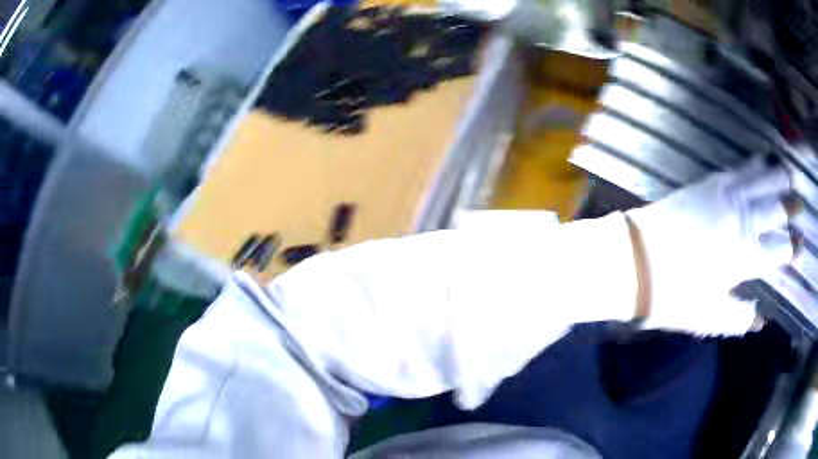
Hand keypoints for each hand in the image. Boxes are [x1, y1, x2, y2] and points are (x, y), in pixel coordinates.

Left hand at [627, 159, 793, 335]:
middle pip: (775, 208)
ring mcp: (725, 196)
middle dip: (791, 205)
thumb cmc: (672, 295)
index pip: (780, 250)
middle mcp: (742, 220)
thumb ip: (739, 318)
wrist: (634, 260)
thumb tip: (762, 320)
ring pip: (760, 181)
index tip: (802, 244)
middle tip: (801, 202)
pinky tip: (760, 161)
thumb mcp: (709, 318)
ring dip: (777, 177)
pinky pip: (738, 169)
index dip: (794, 247)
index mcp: (746, 257)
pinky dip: (753, 165)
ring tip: (789, 173)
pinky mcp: (709, 182)